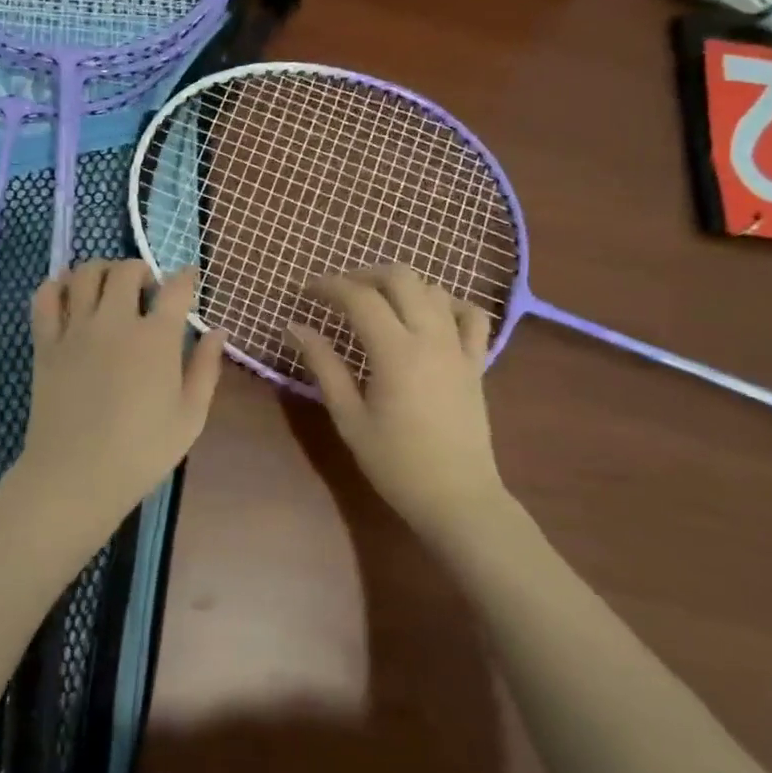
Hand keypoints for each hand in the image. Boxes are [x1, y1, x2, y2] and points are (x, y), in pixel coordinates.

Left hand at [11, 260, 225, 539]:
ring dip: (102, 270)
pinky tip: (70, 295)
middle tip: (148, 291)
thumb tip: (217, 330)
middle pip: (127, 270)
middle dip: (142, 270)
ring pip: (85, 273)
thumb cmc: (142, 452)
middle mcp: (115, 322)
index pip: (176, 288)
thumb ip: (206, 368)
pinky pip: (45, 297)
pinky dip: (57, 285)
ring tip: (110, 288)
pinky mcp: (45, 343)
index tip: (190, 279)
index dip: (187, 277)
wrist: (76, 476)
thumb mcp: (190, 416)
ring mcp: (76, 329)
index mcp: (156, 339)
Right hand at [287, 265, 512, 538]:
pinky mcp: (476, 362)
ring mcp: (459, 347)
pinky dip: (448, 303)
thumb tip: (295, 328)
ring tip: (377, 301)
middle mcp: (430, 337)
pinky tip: (429, 314)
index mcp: (395, 351)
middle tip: (340, 291)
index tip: (307, 291)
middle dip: (365, 274)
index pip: (359, 298)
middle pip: (401, 278)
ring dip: (402, 285)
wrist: (457, 497)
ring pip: (434, 289)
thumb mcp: (349, 417)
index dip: (329, 287)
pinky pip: (471, 315)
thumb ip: (324, 366)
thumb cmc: (395, 463)